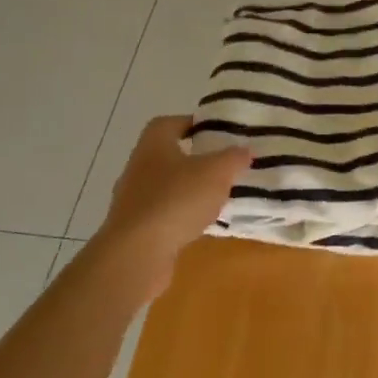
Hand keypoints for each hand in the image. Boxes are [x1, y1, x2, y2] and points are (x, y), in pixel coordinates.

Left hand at [87, 117, 249, 297]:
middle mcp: (138, 168)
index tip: (215, 131)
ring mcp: (133, 201)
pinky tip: (200, 224)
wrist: (136, 254)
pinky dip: (181, 216)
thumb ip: (233, 158)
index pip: (170, 123)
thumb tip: (244, 149)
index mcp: (153, 145)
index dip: (192, 123)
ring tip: (216, 196)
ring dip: (188, 190)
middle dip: (193, 159)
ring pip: (165, 187)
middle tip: (222, 164)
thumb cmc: (176, 200)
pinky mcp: (135, 230)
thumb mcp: (216, 172)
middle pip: (167, 155)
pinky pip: (163, 214)